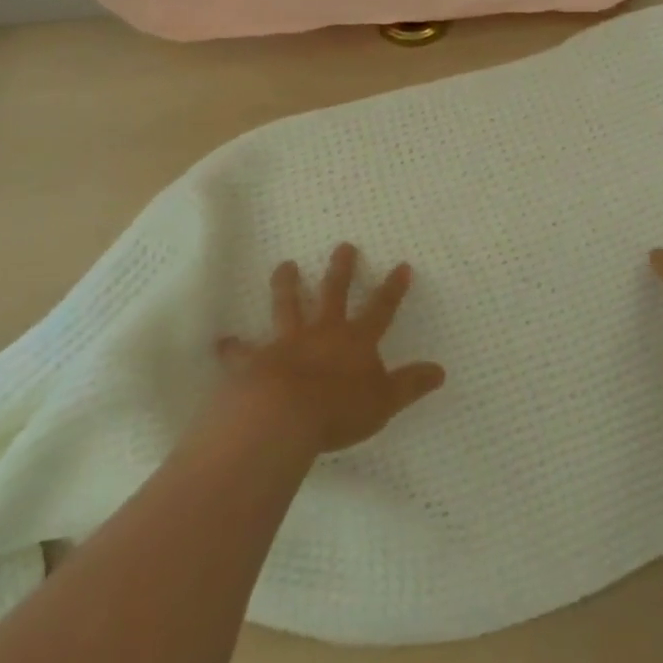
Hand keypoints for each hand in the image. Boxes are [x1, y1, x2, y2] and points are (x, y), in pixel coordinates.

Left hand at [215, 244, 445, 454]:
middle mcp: (323, 332)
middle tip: (343, 246)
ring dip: (287, 285)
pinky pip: (242, 352)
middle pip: (333, 293)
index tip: (401, 265)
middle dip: (341, 269)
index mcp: (356, 340)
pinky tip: (222, 342)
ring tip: (284, 265)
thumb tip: (441, 371)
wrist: (282, 416)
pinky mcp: (255, 361)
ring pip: (287, 306)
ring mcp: (287, 343)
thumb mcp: (385, 401)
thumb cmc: (339, 410)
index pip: (381, 309)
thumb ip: (410, 385)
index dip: (393, 288)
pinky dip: (233, 348)